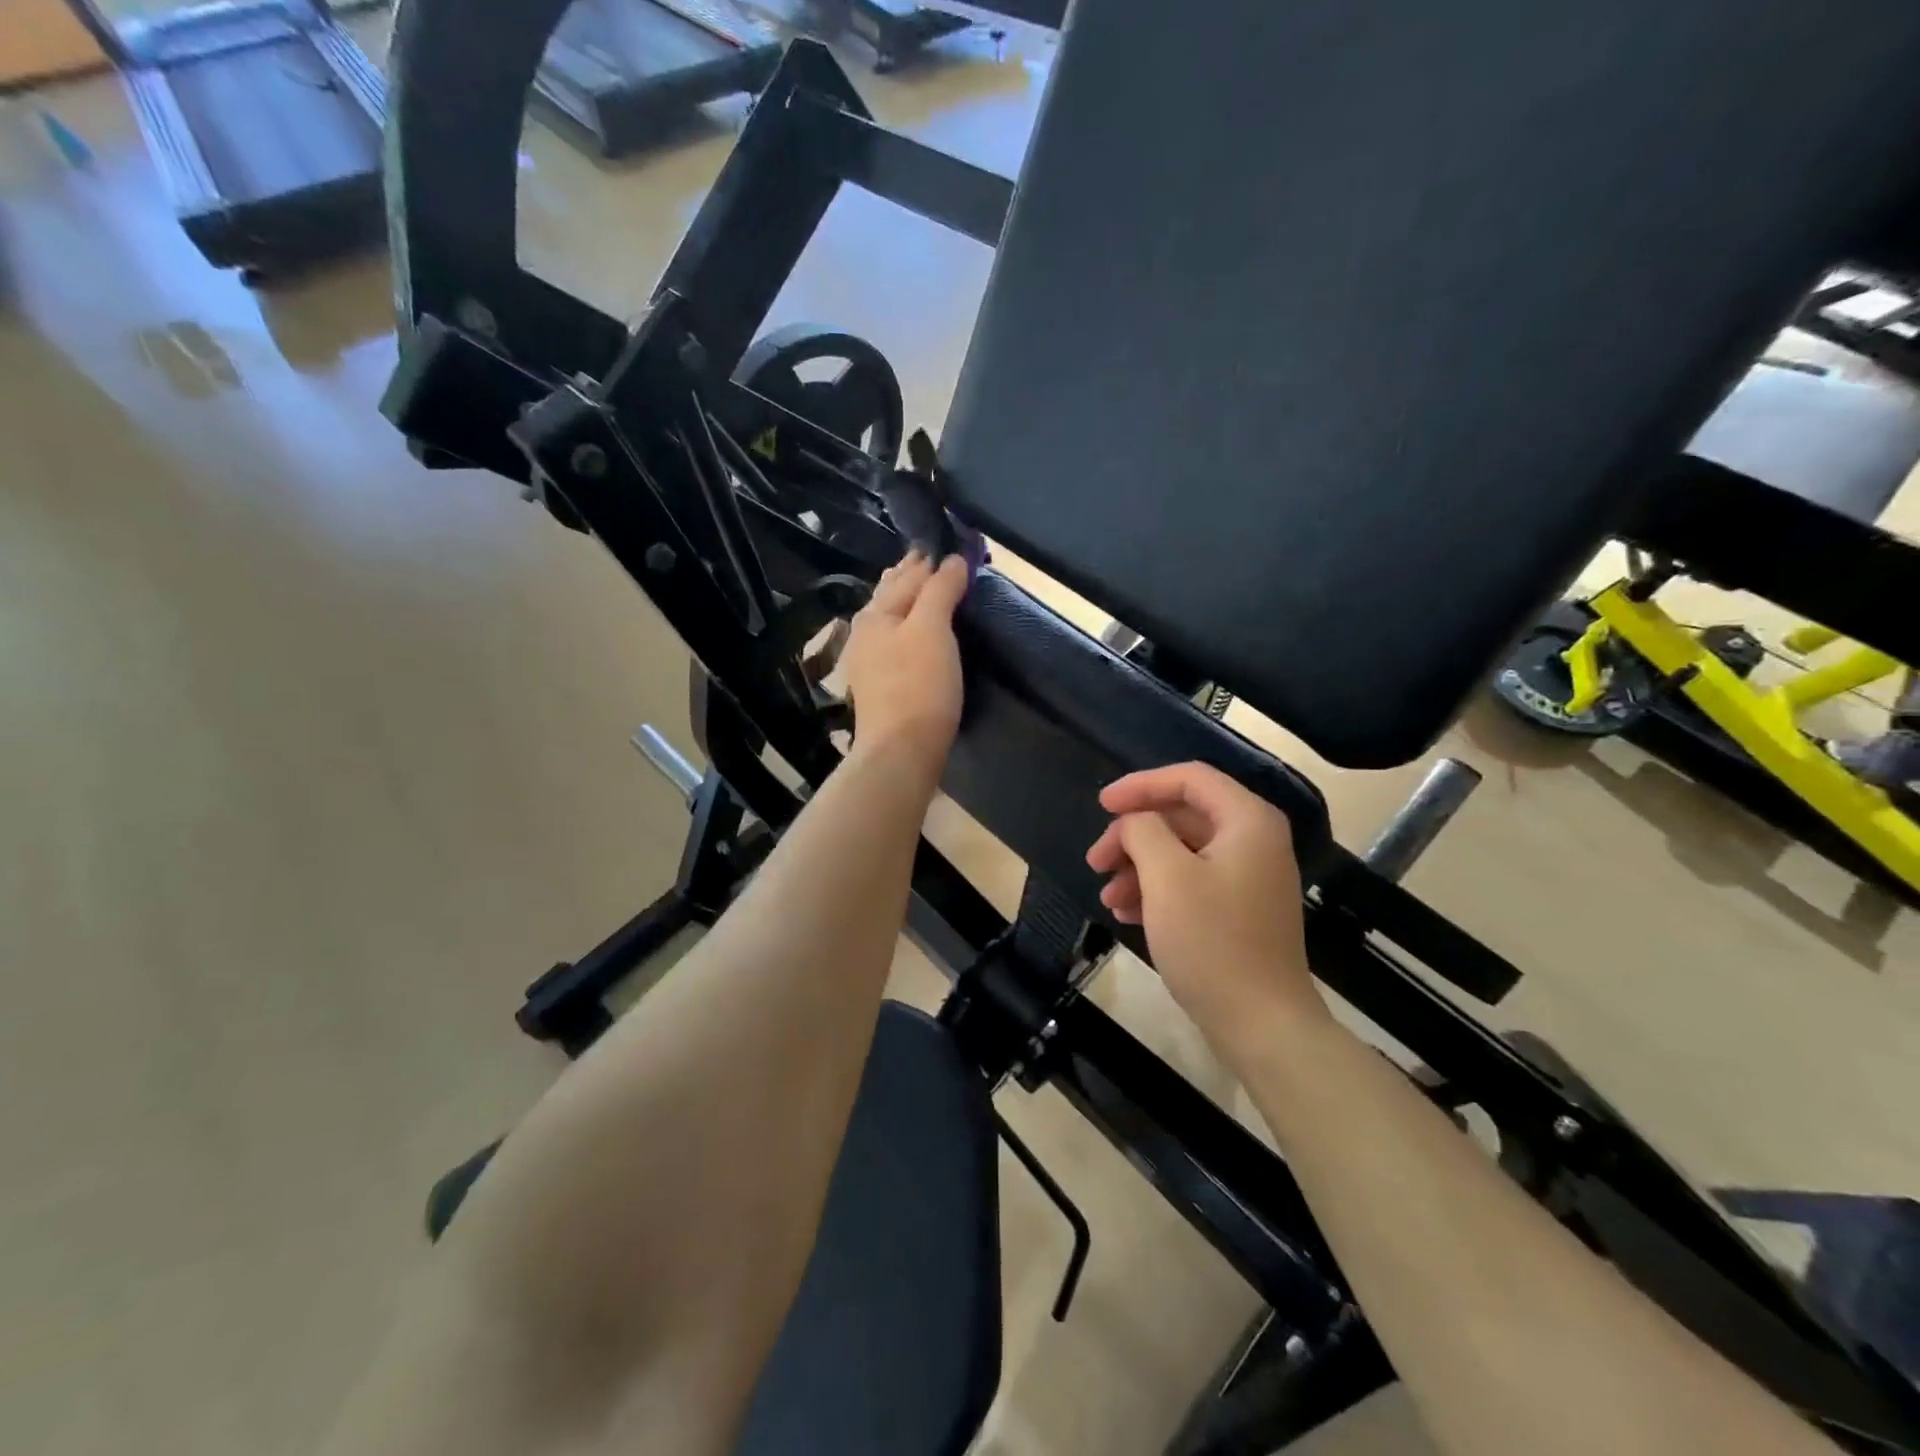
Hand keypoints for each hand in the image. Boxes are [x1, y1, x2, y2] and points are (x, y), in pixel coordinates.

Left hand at [841, 551, 969, 770]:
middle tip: (935, 561)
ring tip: (926, 590)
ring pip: (892, 619)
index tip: (951, 548)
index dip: (931, 560)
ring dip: (910, 602)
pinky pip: (896, 643)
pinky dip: (910, 628)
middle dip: (914, 577)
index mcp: (875, 613)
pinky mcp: (880, 686)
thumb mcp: (932, 628)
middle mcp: (865, 633)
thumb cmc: (918, 684)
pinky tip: (915, 635)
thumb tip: (953, 559)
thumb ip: (940, 590)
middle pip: (892, 595)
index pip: (908, 575)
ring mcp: (869, 662)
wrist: (901, 750)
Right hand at [1086, 763, 1325, 1046]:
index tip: (1102, 804)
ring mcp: (1249, 877)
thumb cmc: (1213, 941)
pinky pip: (1191, 881)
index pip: (1189, 778)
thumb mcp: (1167, 876)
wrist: (1262, 1024)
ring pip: (1182, 851)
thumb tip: (1135, 823)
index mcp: (1247, 820)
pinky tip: (1125, 913)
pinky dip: (1156, 890)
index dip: (1141, 785)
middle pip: (1182, 816)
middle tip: (1095, 860)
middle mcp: (1254, 840)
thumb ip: (1143, 830)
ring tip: (1107, 896)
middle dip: (1133, 835)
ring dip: (1139, 866)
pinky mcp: (1239, 909)